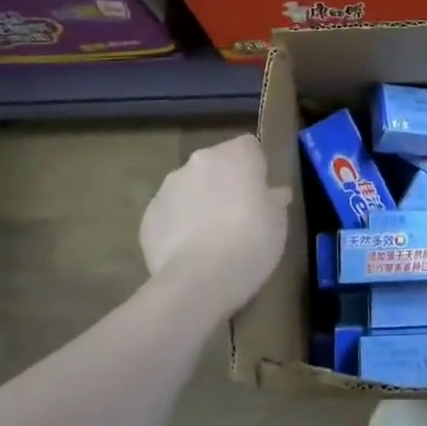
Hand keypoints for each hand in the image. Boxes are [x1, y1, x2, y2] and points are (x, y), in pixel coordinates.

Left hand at [139, 133, 291, 320]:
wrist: (200, 279)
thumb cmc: (252, 240)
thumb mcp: (278, 220)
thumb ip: (274, 200)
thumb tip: (275, 194)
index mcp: (235, 154)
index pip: (249, 146)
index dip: (255, 167)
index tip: (260, 192)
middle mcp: (199, 161)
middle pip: (216, 164)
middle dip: (224, 183)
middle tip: (238, 215)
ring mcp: (168, 187)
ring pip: (189, 188)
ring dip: (199, 202)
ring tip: (211, 238)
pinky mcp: (148, 216)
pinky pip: (170, 214)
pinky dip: (178, 226)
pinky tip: (189, 252)